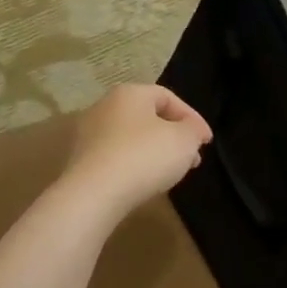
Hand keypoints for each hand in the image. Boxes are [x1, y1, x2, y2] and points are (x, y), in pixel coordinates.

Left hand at [60, 84, 212, 220]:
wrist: (94, 194)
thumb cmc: (144, 156)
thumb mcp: (184, 140)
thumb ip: (193, 130)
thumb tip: (191, 132)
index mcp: (129, 93)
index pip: (167, 96)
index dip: (192, 118)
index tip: (206, 142)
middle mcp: (104, 107)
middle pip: (147, 117)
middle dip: (174, 137)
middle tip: (192, 158)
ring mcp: (87, 134)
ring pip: (131, 138)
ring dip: (154, 152)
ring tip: (171, 173)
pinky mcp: (80, 161)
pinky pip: (115, 157)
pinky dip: (134, 165)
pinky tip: (144, 182)